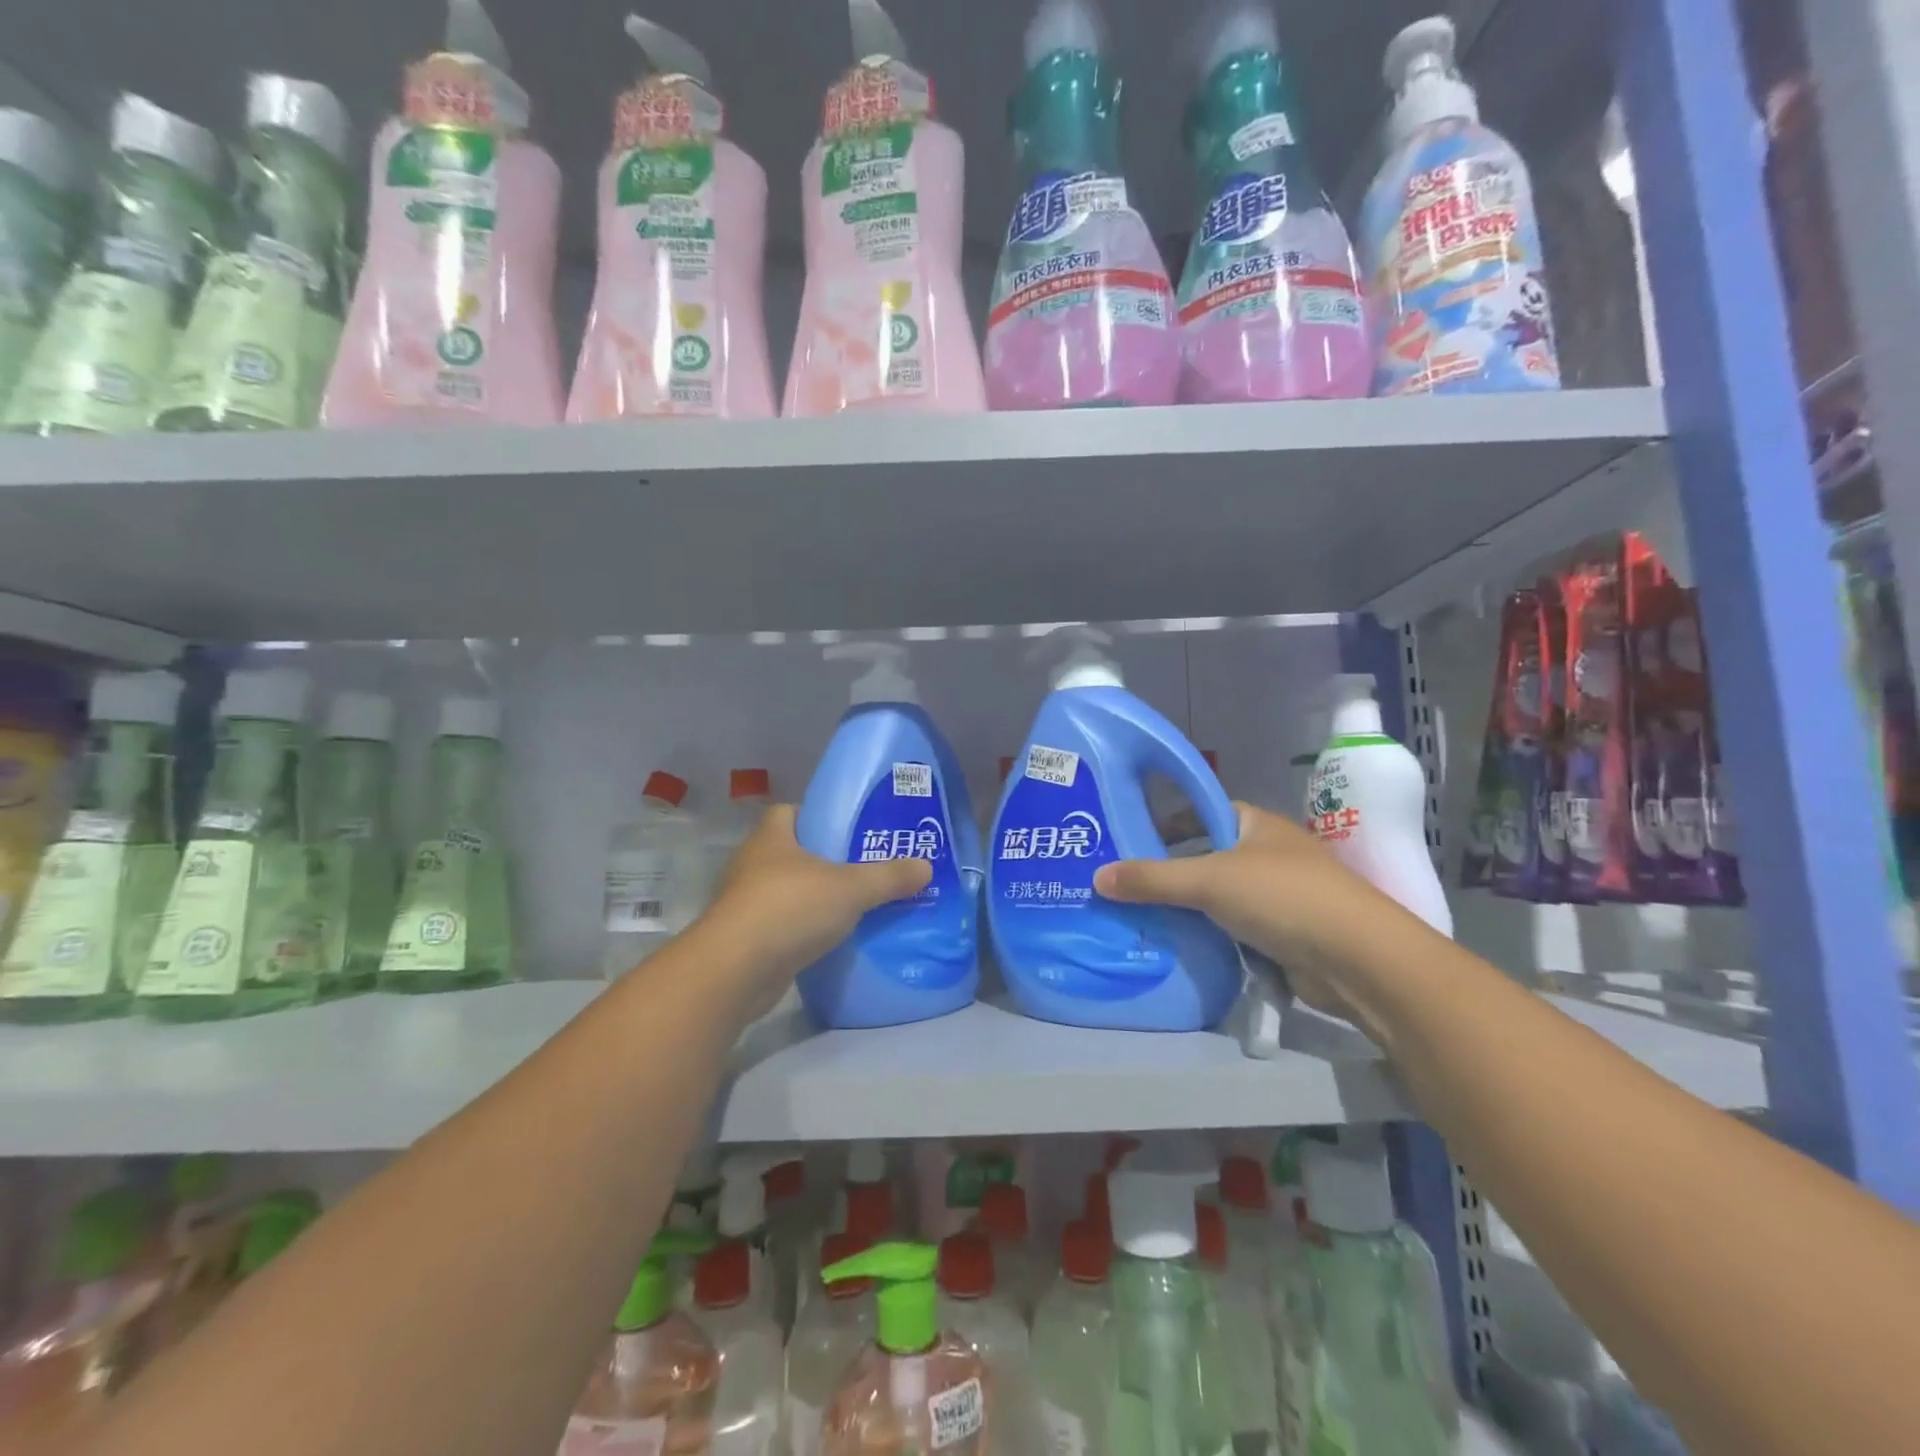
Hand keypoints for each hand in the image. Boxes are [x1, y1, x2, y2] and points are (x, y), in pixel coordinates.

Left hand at [700, 804, 932, 1019]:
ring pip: (787, 891)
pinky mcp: (747, 940)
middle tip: (864, 866)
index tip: (849, 827)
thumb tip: (926, 866)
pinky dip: (804, 929)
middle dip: (824, 859)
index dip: (818, 815)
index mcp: (771, 838)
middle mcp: (753, 865)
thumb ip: (888, 877)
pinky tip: (832, 939)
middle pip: (792, 852)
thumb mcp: (850, 889)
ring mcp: (746, 904)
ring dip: (814, 897)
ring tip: (855, 904)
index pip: (790, 811)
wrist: (734, 972)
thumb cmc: (789, 909)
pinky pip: (783, 925)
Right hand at [1092, 802, 1409, 1024]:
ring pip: (1220, 896)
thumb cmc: (1282, 897)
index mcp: (1256, 823)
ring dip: (1188, 907)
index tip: (1132, 837)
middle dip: (1170, 869)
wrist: (1358, 959)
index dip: (1169, 821)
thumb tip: (1097, 877)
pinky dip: (1209, 935)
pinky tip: (1177, 945)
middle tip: (1124, 882)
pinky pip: (1233, 929)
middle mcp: (1268, 853)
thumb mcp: (1208, 881)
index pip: (1203, 811)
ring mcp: (1280, 895)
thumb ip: (1152, 879)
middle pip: (1208, 855)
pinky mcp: (1284, 934)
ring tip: (1139, 915)